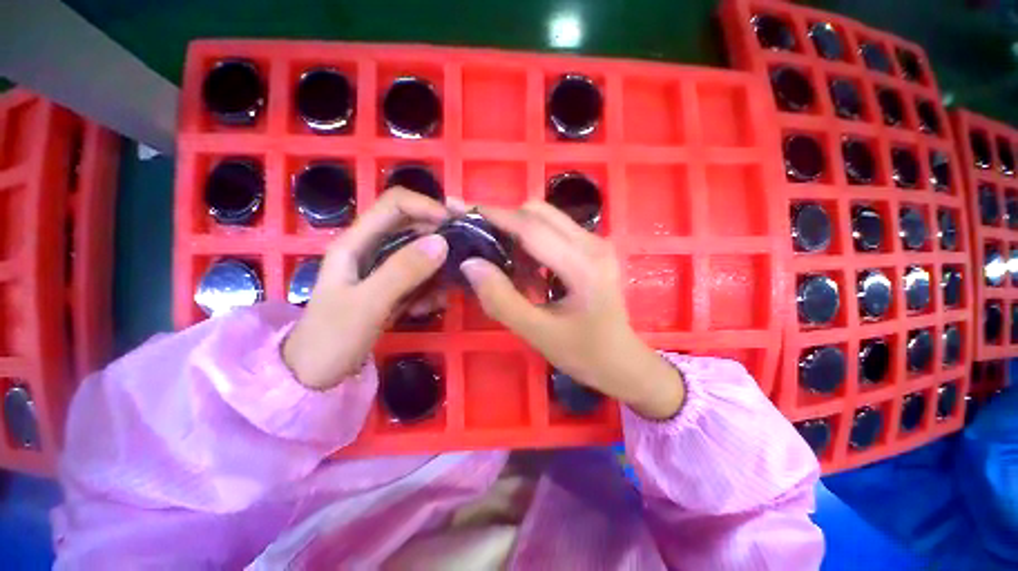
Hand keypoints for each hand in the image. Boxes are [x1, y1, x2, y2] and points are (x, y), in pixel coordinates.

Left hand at [283, 189, 449, 389]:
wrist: (316, 375)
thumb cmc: (332, 338)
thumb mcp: (367, 303)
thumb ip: (403, 271)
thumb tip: (442, 242)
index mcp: (356, 242)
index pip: (395, 204)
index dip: (426, 206)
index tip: (455, 226)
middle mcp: (372, 249)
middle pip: (413, 226)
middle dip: (439, 239)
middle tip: (461, 260)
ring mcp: (384, 269)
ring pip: (422, 253)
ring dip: (438, 270)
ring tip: (440, 296)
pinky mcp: (394, 287)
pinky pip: (422, 277)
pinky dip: (432, 288)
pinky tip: (429, 308)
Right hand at [460, 202, 684, 419]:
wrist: (622, 361)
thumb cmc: (583, 353)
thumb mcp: (537, 333)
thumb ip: (501, 299)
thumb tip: (471, 263)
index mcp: (583, 265)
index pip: (531, 228)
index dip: (496, 217)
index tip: (464, 212)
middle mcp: (593, 243)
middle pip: (540, 213)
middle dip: (506, 221)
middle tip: (483, 244)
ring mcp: (597, 243)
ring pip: (547, 219)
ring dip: (519, 233)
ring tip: (506, 265)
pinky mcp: (594, 248)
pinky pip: (556, 231)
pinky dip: (533, 242)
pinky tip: (528, 270)